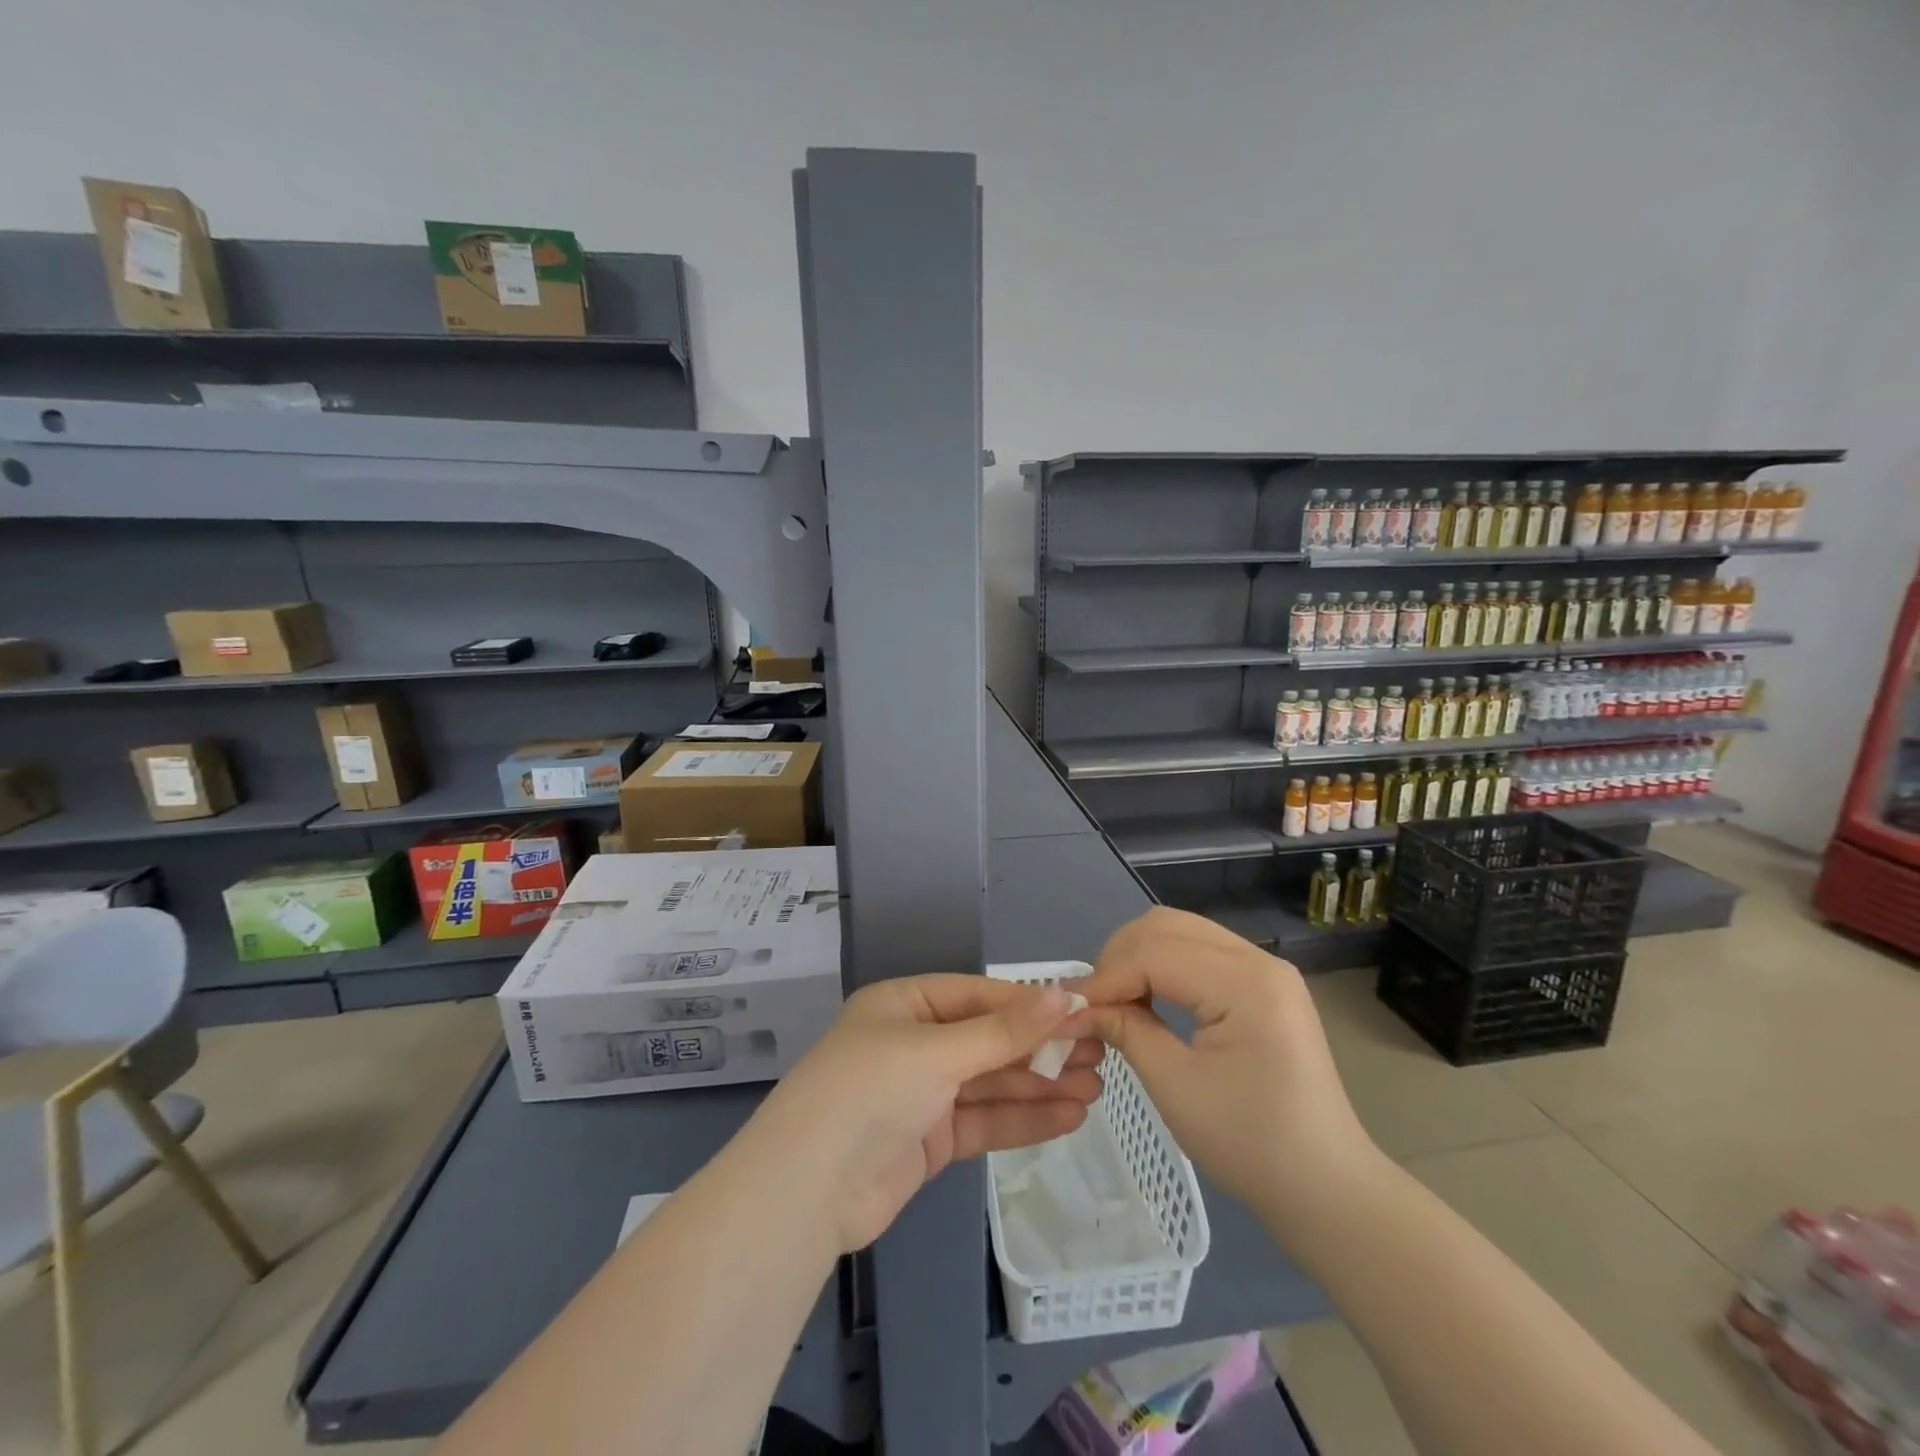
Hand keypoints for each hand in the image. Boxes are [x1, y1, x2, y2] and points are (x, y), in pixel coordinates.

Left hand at [744, 976, 1102, 1254]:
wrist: (807, 1192)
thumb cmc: (871, 1091)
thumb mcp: (939, 1052)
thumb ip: (1005, 1030)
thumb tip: (1065, 994)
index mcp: (905, 1005)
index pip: (979, 995)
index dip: (1030, 1004)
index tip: (1082, 1010)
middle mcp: (914, 1043)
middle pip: (989, 1040)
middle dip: (1042, 1048)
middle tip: (1100, 1051)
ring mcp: (922, 1094)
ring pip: (992, 1083)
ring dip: (1041, 1085)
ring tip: (1096, 1086)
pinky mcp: (930, 1140)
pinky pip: (984, 1121)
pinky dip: (1023, 1119)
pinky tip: (1068, 1116)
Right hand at [1064, 907, 1381, 1231]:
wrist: (1326, 1186)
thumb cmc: (1251, 1144)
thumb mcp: (1175, 1087)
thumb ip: (1125, 1031)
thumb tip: (1077, 1008)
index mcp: (1245, 983)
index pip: (1155, 953)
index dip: (1106, 977)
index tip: (1070, 1009)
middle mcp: (1258, 959)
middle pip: (1166, 926)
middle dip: (1119, 957)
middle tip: (1093, 1003)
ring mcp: (1265, 968)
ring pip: (1180, 931)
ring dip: (1139, 957)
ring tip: (1116, 1000)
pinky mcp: (1263, 983)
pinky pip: (1199, 951)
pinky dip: (1164, 965)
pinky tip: (1149, 998)